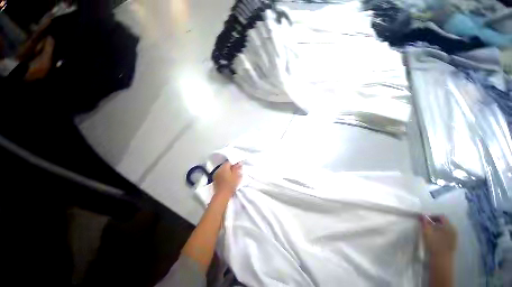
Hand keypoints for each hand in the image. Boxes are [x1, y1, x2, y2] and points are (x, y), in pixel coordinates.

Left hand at [213, 162, 241, 197]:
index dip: (234, 163)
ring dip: (227, 171)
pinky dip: (224, 175)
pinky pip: (220, 174)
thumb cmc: (230, 184)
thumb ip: (237, 168)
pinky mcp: (215, 180)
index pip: (229, 162)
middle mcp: (218, 169)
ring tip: (232, 175)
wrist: (222, 196)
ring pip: (222, 170)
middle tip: (236, 171)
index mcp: (223, 167)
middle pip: (225, 166)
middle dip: (230, 167)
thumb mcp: (236, 175)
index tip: (238, 166)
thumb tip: (238, 163)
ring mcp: (215, 175)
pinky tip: (227, 179)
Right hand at [421, 215, 456, 260]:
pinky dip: (440, 233)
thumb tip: (422, 215)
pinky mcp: (452, 242)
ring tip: (429, 231)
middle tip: (425, 225)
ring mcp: (454, 237)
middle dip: (434, 222)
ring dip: (437, 228)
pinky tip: (434, 237)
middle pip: (443, 222)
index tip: (424, 219)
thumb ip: (424, 223)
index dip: (432, 216)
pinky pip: (446, 234)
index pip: (441, 216)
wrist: (441, 260)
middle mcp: (453, 230)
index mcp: (449, 226)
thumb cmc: (434, 245)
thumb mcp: (427, 232)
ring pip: (445, 228)